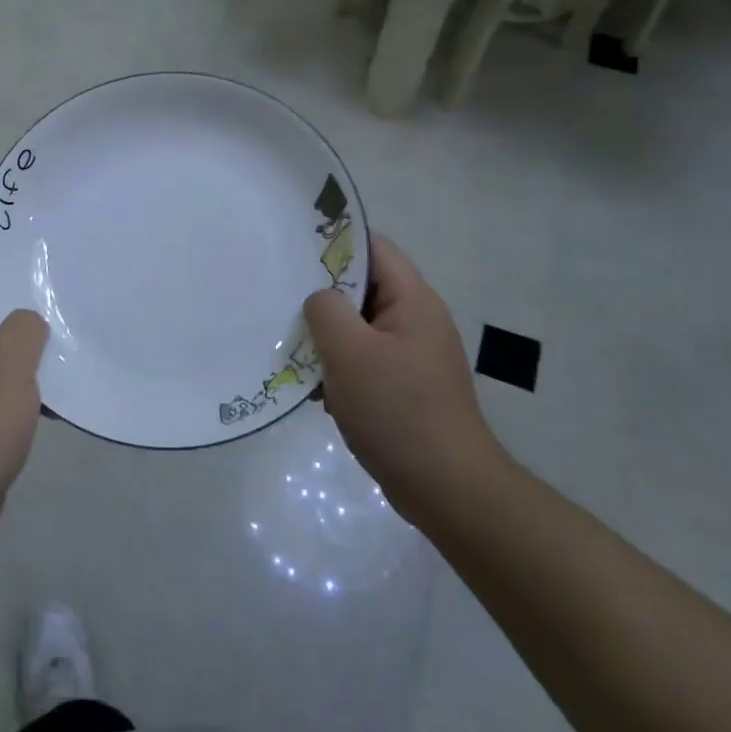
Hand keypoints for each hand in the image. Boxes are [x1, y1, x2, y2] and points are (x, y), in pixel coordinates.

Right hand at [303, 233, 504, 521]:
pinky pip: (366, 361)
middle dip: (324, 296)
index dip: (335, 243)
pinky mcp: (407, 387)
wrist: (447, 488)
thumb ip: (326, 310)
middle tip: (283, 301)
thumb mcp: (349, 352)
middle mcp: (418, 320)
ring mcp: (414, 355)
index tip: (294, 253)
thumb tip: (319, 301)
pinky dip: (341, 367)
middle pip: (364, 288)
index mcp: (413, 300)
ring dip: (329, 337)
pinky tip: (317, 388)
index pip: (374, 248)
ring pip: (361, 327)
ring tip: (294, 347)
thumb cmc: (397, 410)